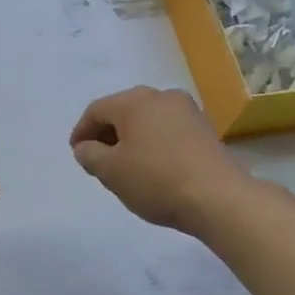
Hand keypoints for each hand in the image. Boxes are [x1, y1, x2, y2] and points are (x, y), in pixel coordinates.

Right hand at [69, 86, 245, 232]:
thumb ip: (90, 155)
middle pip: (123, 110)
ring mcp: (187, 111)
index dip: (81, 131)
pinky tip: (152, 166)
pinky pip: (168, 130)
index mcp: (134, 101)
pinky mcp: (205, 129)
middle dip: (106, 133)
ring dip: (131, 138)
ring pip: (147, 119)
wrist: (218, 197)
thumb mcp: (111, 172)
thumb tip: (85, 147)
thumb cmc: (156, 180)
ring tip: (124, 165)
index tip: (76, 153)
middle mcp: (161, 96)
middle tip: (97, 158)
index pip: (96, 110)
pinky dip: (153, 143)